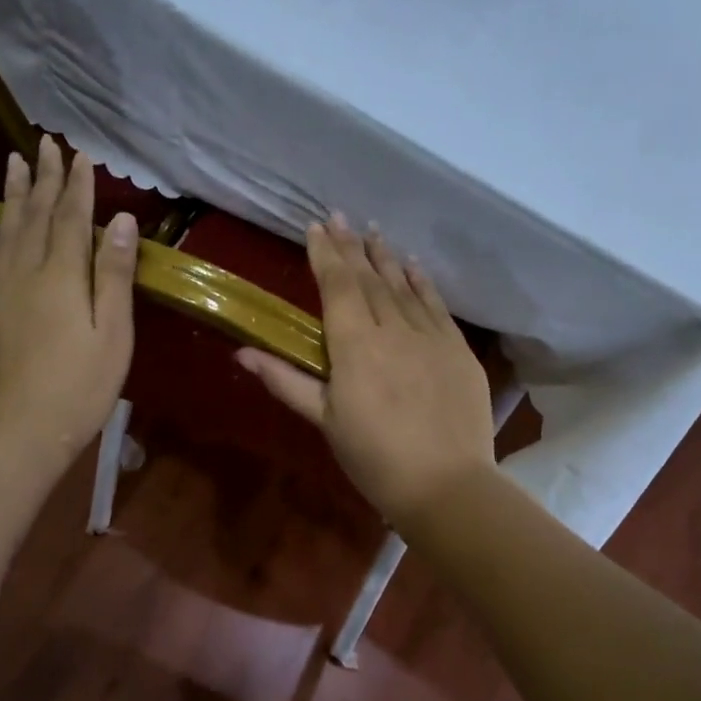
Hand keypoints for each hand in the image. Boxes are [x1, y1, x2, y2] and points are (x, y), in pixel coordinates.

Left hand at [0, 136, 138, 466]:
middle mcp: (27, 273)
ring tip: (14, 162)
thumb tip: (121, 221)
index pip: (72, 219)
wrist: (20, 431)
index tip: (81, 155)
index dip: (78, 186)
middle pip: (36, 216)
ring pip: (7, 230)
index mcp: (63, 277)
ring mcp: (2, 292)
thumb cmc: (81, 388)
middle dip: (44, 179)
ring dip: (13, 195)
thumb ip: (115, 276)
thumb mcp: (113, 335)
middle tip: (47, 144)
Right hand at [237, 216, 495, 528]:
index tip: (316, 227)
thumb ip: (286, 381)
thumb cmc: (375, 458)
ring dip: (385, 257)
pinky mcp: (458, 349)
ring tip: (373, 231)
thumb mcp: (325, 421)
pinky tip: (413, 265)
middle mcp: (394, 329)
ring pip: (403, 286)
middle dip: (351, 246)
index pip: (337, 286)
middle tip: (340, 216)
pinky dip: (422, 281)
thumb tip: (242, 354)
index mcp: (355, 346)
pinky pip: (436, 304)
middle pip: (369, 279)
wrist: (446, 484)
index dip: (325, 254)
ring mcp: (431, 336)